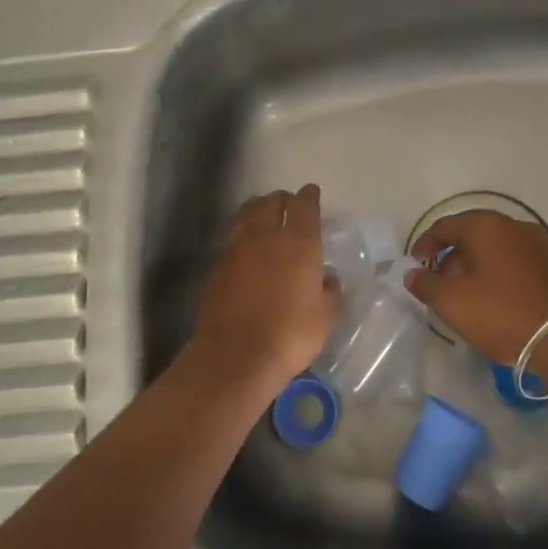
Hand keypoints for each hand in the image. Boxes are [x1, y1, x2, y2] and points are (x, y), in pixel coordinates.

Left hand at [190, 185, 338, 391]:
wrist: (235, 355)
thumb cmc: (290, 335)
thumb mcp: (326, 317)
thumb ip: (330, 292)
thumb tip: (327, 278)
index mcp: (299, 242)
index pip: (305, 205)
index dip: (309, 196)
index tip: (312, 193)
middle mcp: (267, 235)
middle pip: (272, 201)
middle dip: (282, 199)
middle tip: (289, 205)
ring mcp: (237, 247)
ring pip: (247, 213)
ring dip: (258, 208)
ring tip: (264, 215)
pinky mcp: (217, 264)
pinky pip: (232, 235)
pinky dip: (241, 231)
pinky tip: (246, 244)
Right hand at [406, 211, 547, 364]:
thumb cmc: (502, 313)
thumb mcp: (452, 302)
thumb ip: (426, 284)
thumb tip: (412, 274)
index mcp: (485, 226)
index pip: (445, 226)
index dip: (425, 244)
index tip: (415, 264)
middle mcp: (513, 225)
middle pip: (471, 235)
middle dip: (451, 257)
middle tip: (439, 283)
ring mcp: (538, 243)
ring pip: (495, 248)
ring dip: (475, 266)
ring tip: (465, 295)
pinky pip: (514, 261)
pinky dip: (498, 273)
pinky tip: (494, 299)